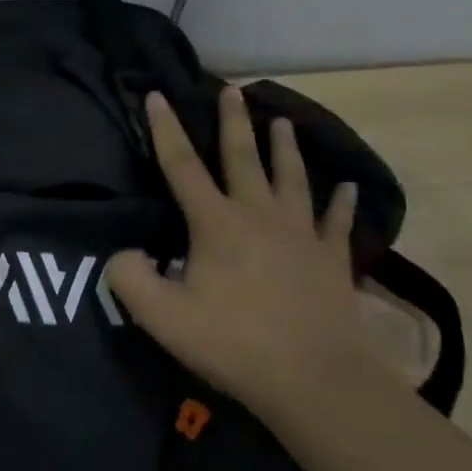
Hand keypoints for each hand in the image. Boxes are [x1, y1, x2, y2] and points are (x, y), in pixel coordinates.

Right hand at [106, 87, 366, 411]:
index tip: (158, 95)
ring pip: (292, 178)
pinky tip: (347, 187)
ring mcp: (301, 234)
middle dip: (234, 122)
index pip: (182, 166)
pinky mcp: (332, 259)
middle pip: (243, 158)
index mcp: (216, 224)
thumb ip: (130, 279)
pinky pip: (337, 221)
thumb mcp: (162, 317)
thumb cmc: (233, 343)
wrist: (315, 379)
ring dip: (286, 148)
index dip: (166, 129)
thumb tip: (123, 254)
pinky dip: (342, 202)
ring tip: (282, 121)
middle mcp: (259, 215)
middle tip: (232, 90)